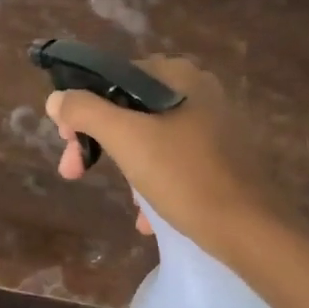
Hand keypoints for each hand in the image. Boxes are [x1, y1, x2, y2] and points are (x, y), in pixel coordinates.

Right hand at [44, 55, 289, 258]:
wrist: (253, 232)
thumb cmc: (184, 176)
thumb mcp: (125, 139)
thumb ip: (84, 111)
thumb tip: (56, 98)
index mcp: (177, 75)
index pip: (111, 77)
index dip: (81, 107)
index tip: (67, 141)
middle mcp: (198, 90)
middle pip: (128, 107)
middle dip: (99, 142)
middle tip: (75, 172)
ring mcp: (213, 124)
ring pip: (149, 136)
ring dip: (126, 165)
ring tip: (127, 203)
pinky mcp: (223, 156)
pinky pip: (174, 159)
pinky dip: (154, 180)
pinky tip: (148, 215)